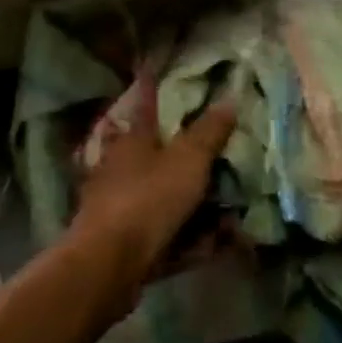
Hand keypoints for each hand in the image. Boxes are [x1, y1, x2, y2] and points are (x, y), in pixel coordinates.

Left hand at [69, 88, 236, 290]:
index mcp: (131, 142)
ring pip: (164, 201)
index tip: (159, 81)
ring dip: (196, 209)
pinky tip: (214, 246)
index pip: (147, 109)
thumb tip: (228, 100)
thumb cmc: (148, 198)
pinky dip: (190, 241)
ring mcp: (120, 208)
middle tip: (222, 167)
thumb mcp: (188, 159)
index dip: (154, 93)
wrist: (110, 262)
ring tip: (231, 217)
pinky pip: (166, 237)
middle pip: (159, 160)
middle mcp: (121, 170)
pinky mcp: (125, 244)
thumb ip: (209, 132)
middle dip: (190, 166)